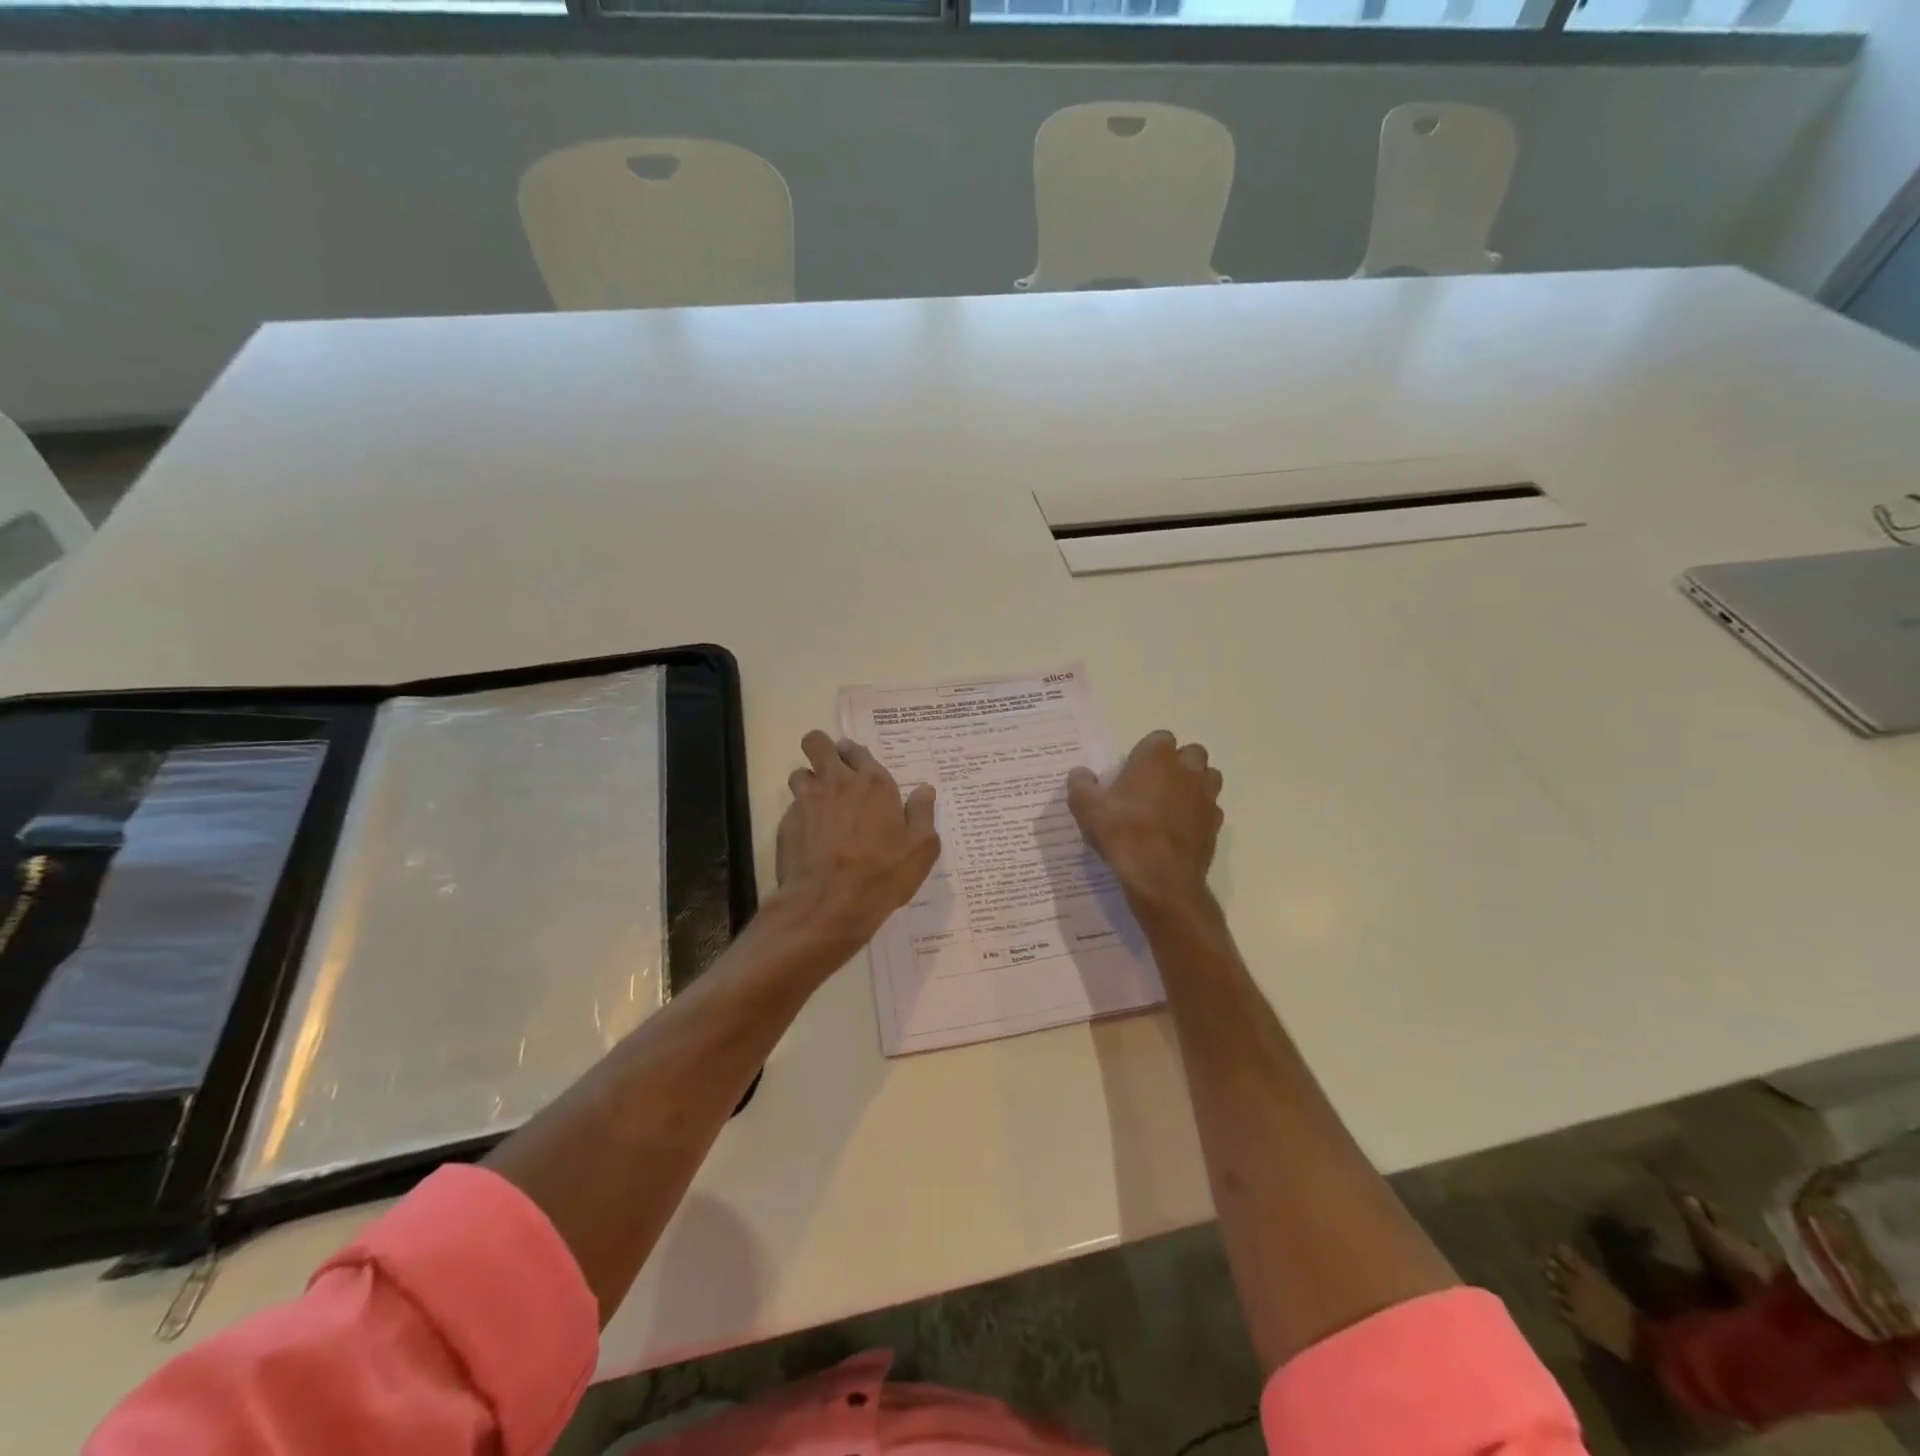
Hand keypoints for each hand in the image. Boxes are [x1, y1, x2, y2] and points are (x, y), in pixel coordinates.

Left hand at [775, 730, 940, 949]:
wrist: (830, 903)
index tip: (860, 769)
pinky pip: (792, 808)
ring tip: (820, 805)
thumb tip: (925, 789)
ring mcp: (807, 801)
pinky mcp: (786, 823)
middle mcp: (837, 782)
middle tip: (833, 771)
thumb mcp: (922, 848)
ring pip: (800, 773)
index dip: (856, 755)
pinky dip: (801, 817)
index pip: (858, 749)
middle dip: (822, 749)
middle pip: (818, 743)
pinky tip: (811, 839)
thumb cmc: (882, 873)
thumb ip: (923, 813)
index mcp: (873, 783)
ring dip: (809, 782)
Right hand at [1068, 730, 1222, 912]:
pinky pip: (1211, 809)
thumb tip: (1081, 774)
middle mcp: (1187, 770)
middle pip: (1192, 753)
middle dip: (1178, 763)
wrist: (1159, 875)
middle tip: (1155, 783)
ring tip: (1172, 802)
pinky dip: (1200, 813)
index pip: (1160, 738)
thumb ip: (1081, 785)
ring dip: (1195, 783)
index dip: (1147, 751)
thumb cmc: (1121, 831)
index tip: (1133, 769)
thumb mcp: (1086, 807)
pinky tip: (1181, 828)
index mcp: (1157, 758)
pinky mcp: (1216, 825)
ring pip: (1209, 777)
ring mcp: (1206, 797)